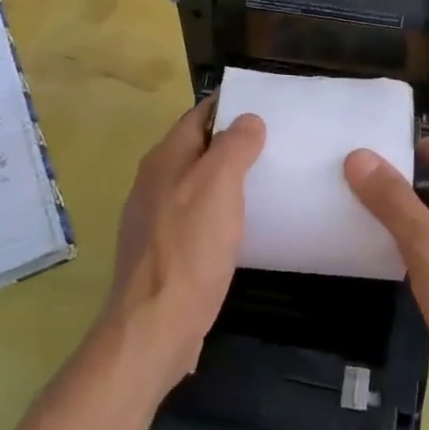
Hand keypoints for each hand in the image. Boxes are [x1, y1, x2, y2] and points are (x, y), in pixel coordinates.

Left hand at [108, 100, 266, 387]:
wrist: (155, 325)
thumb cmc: (190, 249)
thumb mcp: (218, 187)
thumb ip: (233, 147)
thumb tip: (247, 119)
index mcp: (165, 160)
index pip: (197, 116)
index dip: (228, 106)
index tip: (264, 104)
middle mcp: (154, 183)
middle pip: (196, 149)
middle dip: (230, 142)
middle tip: (274, 142)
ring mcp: (154, 219)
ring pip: (195, 184)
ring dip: (225, 178)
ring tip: (266, 179)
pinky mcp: (163, 251)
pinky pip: (195, 217)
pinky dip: (218, 210)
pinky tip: (241, 225)